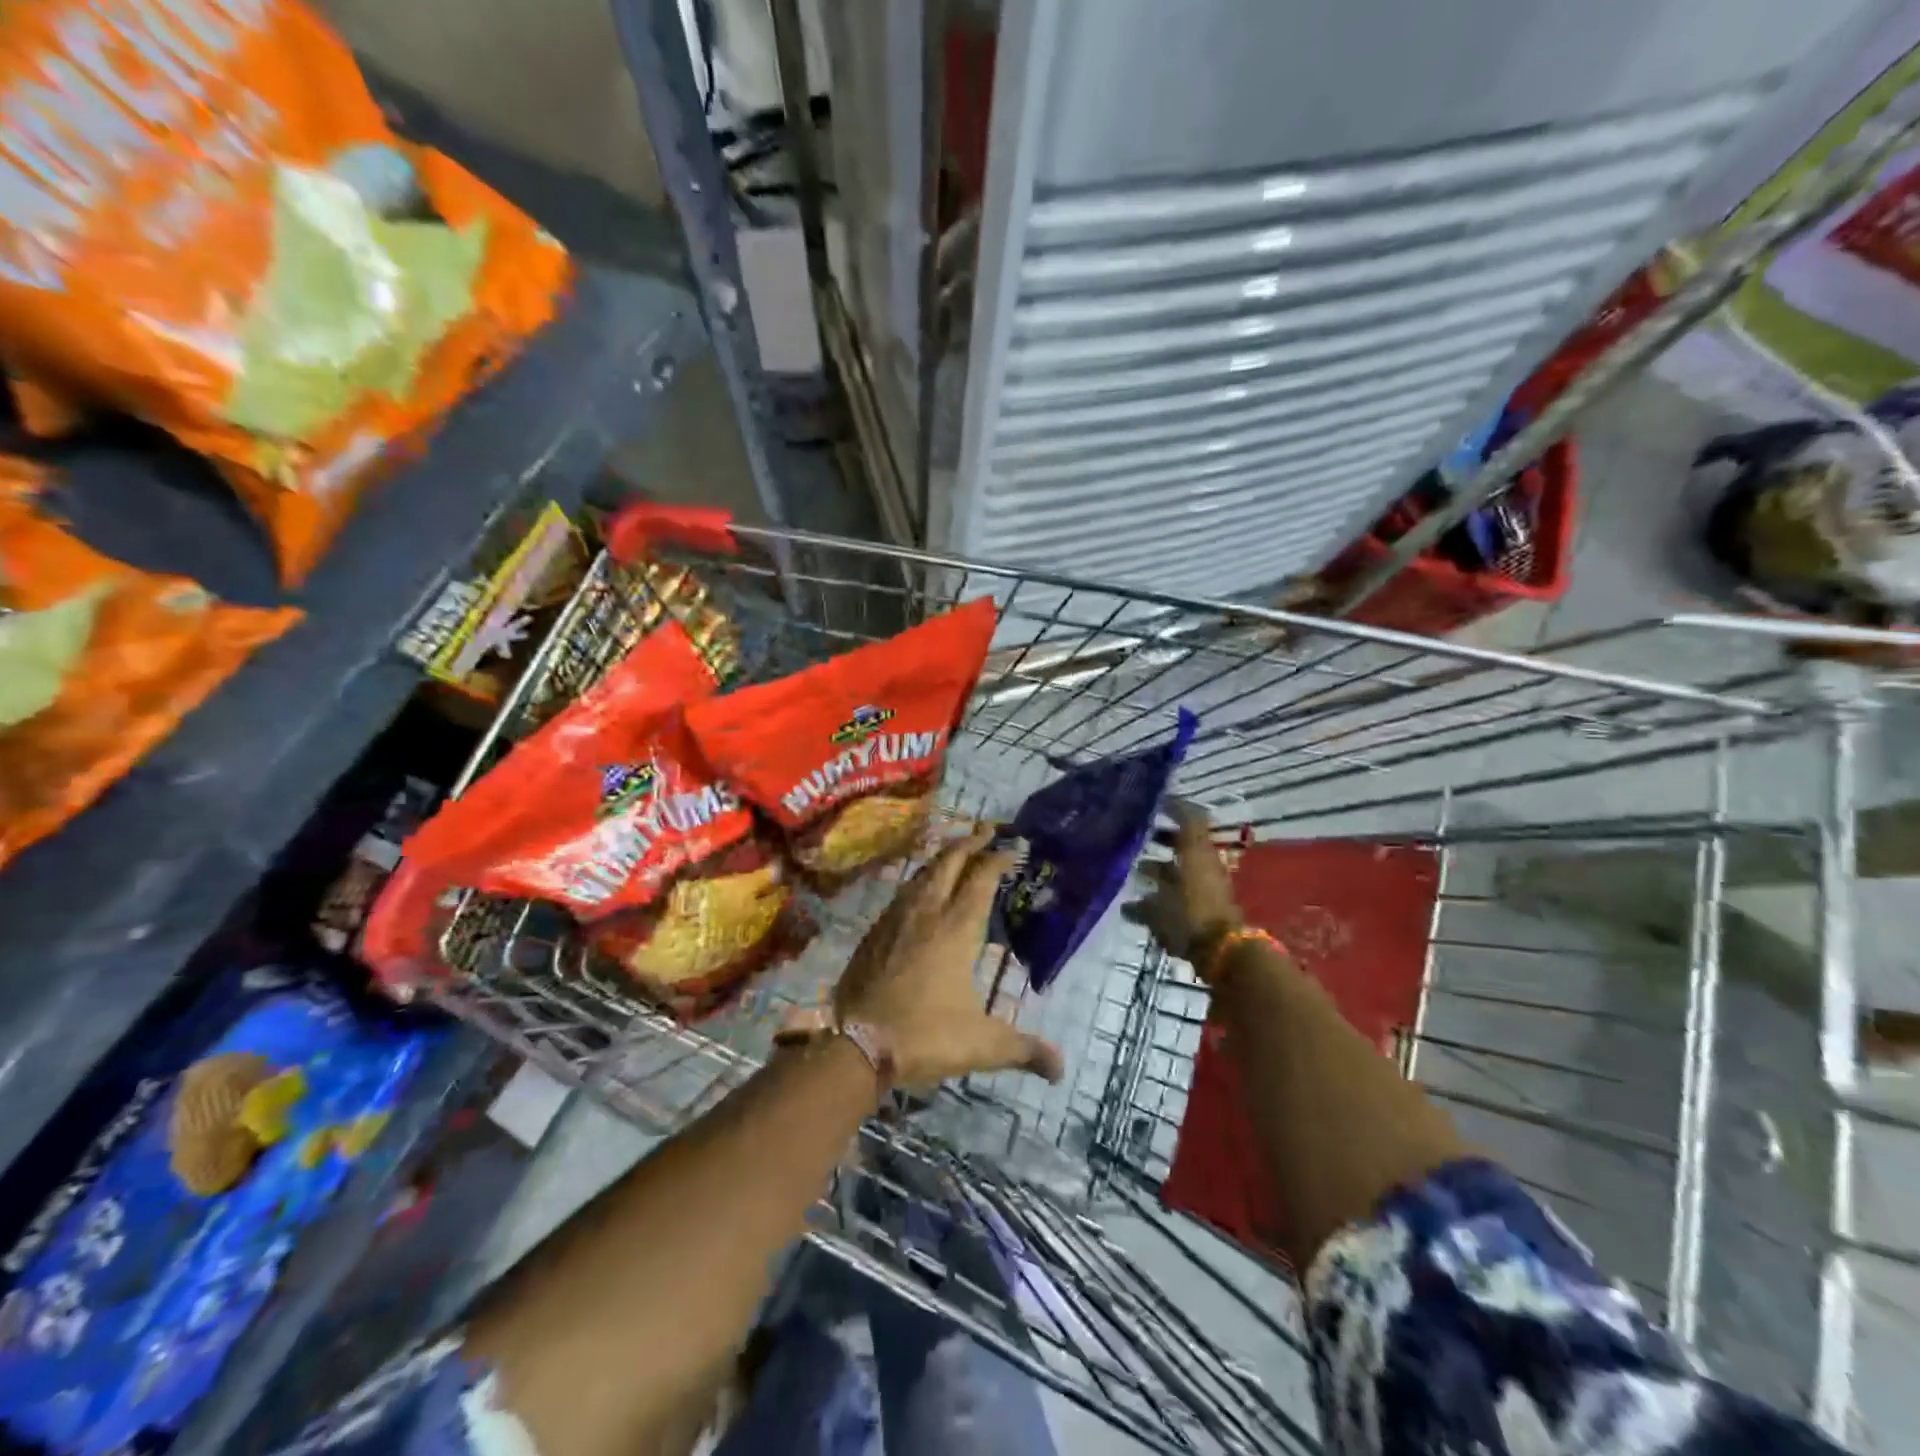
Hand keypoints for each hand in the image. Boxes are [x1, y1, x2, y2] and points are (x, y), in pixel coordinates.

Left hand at [834, 827, 1063, 1090]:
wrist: (857, 1044)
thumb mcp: (982, 1045)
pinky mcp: (875, 932)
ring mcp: (896, 919)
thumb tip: (1060, 1068)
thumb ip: (1023, 1049)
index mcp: (957, 929)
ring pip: (922, 873)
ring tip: (956, 851)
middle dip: (969, 841)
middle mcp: (927, 913)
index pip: (981, 879)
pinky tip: (919, 890)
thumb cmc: (926, 1036)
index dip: (998, 859)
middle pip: (949, 862)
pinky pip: (902, 892)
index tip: (1013, 846)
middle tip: (986, 829)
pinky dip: (918, 880)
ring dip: (942, 857)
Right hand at [1123, 800, 1242, 973]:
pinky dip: (1163, 896)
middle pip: (1184, 844)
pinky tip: (1137, 907)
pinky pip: (1183, 893)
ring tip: (1136, 870)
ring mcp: (1207, 888)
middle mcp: (1203, 866)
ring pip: (1183, 869)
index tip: (1154, 802)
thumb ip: (1142, 904)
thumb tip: (1125, 898)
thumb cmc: (1190, 917)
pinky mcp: (1206, 909)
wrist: (1224, 953)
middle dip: (1162, 839)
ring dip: (1160, 868)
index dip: (1174, 807)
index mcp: (1196, 853)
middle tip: (1139, 836)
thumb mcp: (1159, 906)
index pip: (1189, 818)